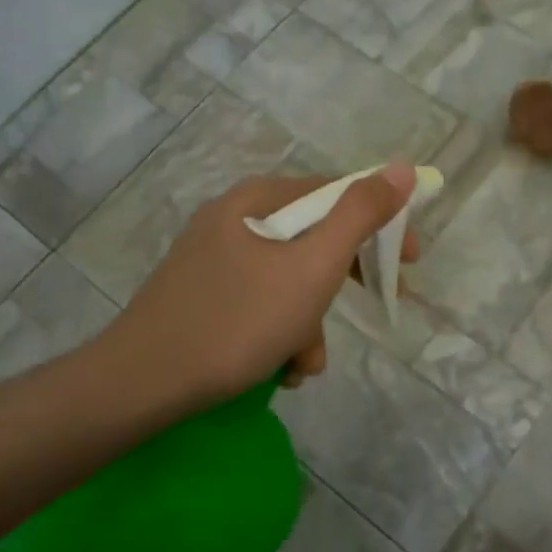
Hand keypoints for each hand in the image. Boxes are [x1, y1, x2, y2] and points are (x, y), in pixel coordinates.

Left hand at [85, 166, 418, 422]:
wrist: (143, 384)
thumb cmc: (239, 320)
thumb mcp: (314, 266)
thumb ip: (360, 215)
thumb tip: (401, 168)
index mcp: (259, 198)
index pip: (337, 193)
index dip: (382, 223)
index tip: (409, 261)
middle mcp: (235, 217)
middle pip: (314, 236)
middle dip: (344, 280)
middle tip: (377, 302)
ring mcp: (215, 257)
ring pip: (289, 277)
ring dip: (311, 320)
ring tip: (304, 364)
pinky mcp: (203, 293)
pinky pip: (261, 300)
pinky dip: (280, 332)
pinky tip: (279, 368)